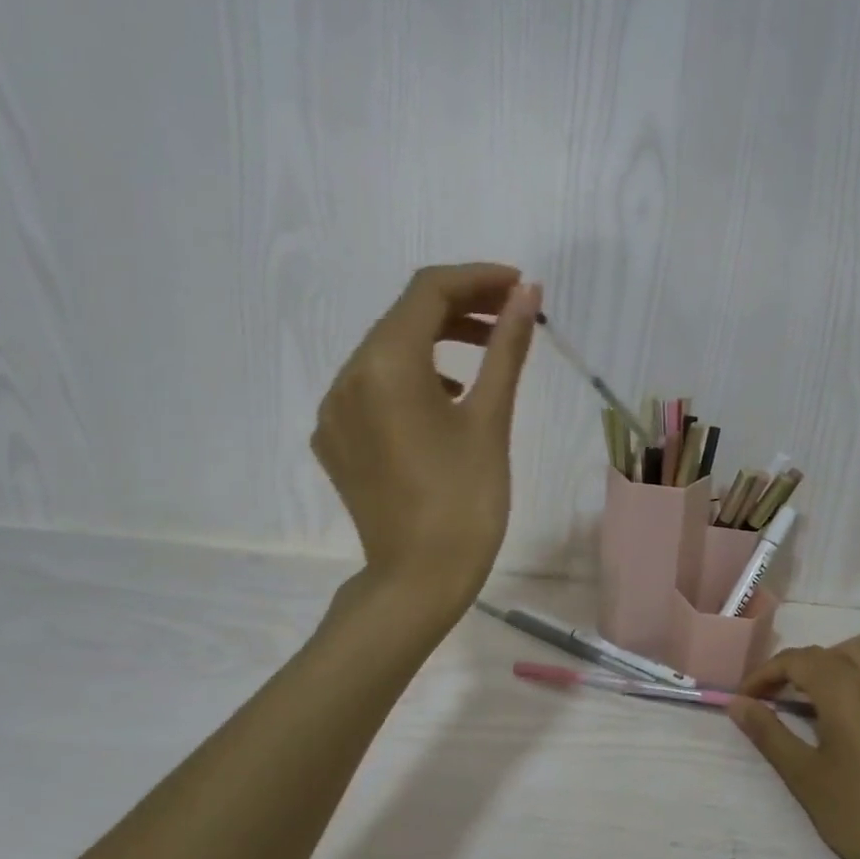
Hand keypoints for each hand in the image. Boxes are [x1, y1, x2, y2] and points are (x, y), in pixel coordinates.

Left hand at [312, 264, 540, 617]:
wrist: (419, 580)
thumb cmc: (466, 500)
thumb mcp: (490, 418)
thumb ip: (505, 347)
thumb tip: (526, 293)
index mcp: (385, 365)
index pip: (428, 292)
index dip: (477, 278)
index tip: (519, 287)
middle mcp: (346, 377)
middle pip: (403, 317)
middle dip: (459, 308)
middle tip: (510, 317)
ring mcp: (333, 411)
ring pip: (386, 352)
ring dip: (436, 342)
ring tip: (486, 355)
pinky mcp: (335, 440)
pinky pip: (371, 388)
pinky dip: (411, 377)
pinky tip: (444, 399)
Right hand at [728, 638, 859, 858]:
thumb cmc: (856, 814)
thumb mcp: (803, 775)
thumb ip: (768, 732)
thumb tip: (737, 702)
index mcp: (845, 693)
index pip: (797, 660)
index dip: (765, 672)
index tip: (744, 697)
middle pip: (825, 654)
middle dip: (791, 667)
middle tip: (767, 696)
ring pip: (857, 658)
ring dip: (824, 667)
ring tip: (804, 698)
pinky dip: (851, 681)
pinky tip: (843, 716)